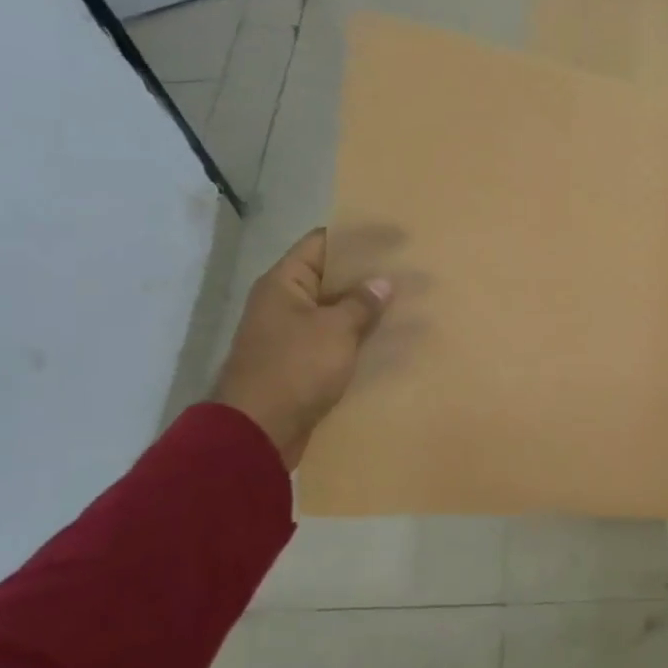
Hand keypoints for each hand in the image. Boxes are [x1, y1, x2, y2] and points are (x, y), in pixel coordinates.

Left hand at [209, 227, 392, 468]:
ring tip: (407, 303)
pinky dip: (358, 338)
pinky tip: (390, 340)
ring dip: (365, 310)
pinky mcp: (301, 363)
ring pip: (335, 312)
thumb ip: (361, 303)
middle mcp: (285, 303)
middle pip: (330, 277)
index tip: (394, 237)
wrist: (259, 430)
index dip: (357, 238)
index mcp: (284, 284)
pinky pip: (335, 341)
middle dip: (367, 275)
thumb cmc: (295, 368)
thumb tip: (383, 282)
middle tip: (408, 270)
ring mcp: (292, 335)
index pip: (321, 243)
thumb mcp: (335, 330)